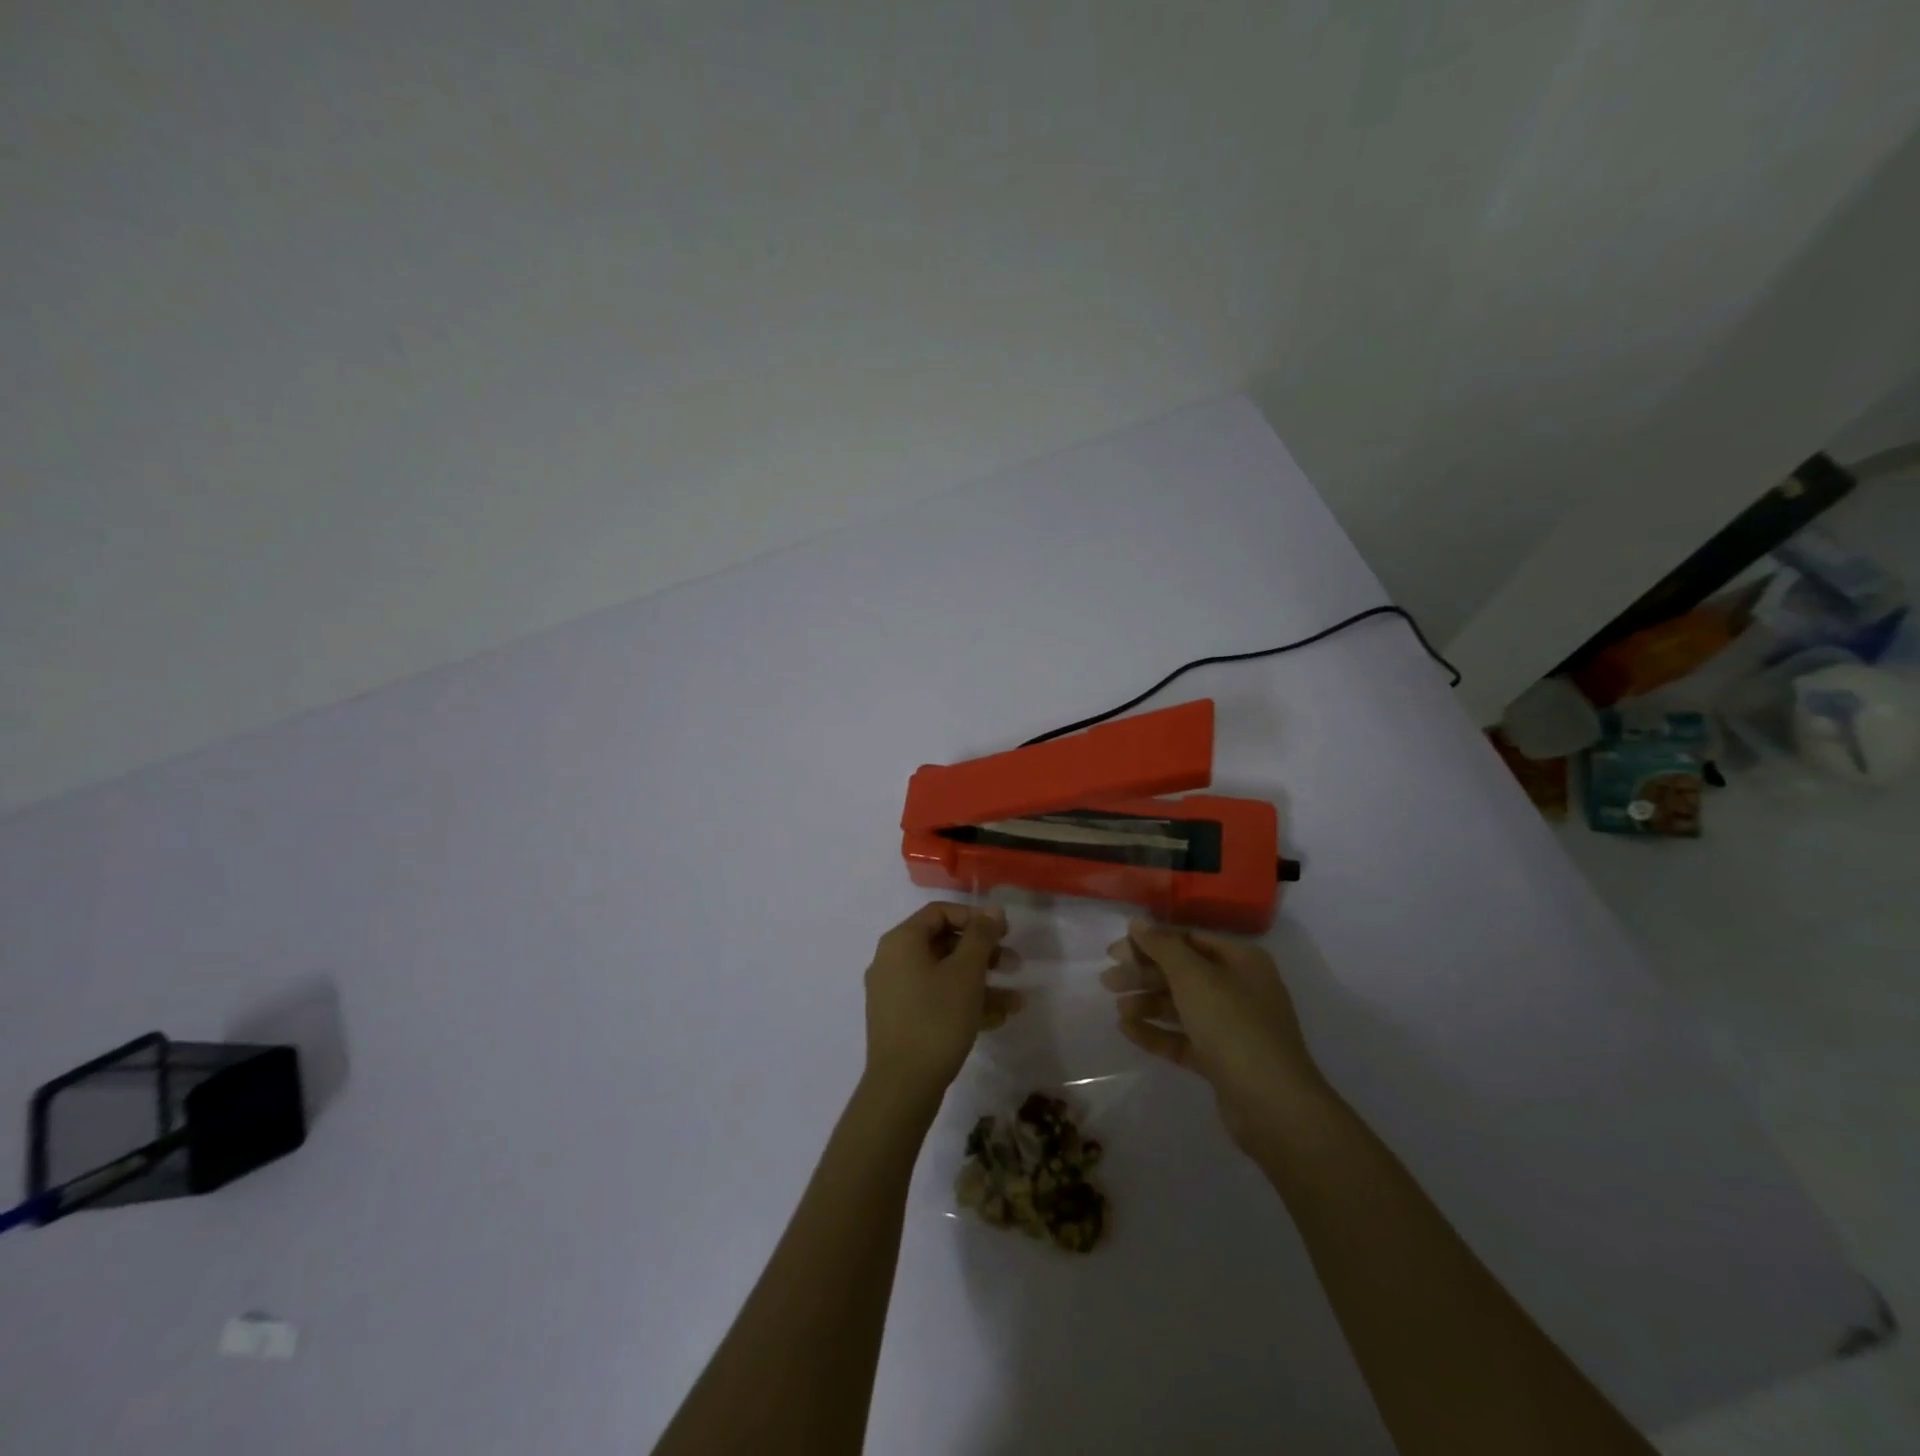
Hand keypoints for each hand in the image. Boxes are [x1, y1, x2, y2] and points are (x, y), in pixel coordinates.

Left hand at [863, 902, 1020, 1105]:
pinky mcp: (901, 1020)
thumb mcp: (966, 973)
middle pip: (943, 943)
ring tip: (1016, 1000)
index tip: (1005, 932)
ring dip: (981, 982)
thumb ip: (981, 936)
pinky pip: (936, 999)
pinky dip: (964, 1002)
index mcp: (901, 941)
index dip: (975, 917)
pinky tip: (998, 1018)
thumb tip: (992, 909)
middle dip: (984, 954)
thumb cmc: (936, 1019)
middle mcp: (892, 960)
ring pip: (943, 975)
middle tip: (1015, 964)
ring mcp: (894, 992)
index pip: (940, 912)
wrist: (902, 1087)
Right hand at [1103, 920, 1327, 1154]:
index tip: (1115, 952)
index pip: (1188, 940)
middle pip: (1183, 973)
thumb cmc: (1233, 1026)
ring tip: (1118, 1009)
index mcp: (1241, 961)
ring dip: (1148, 1003)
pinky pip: (1184, 1038)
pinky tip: (1128, 1031)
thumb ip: (1163, 947)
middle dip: (1144, 975)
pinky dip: (1158, 1032)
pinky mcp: (1223, 1060)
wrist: (1273, 1105)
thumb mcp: (1194, 977)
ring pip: (1181, 1006)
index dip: (1150, 943)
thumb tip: (1137, 922)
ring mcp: (1232, 1027)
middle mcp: (1239, 988)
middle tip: (1108, 981)